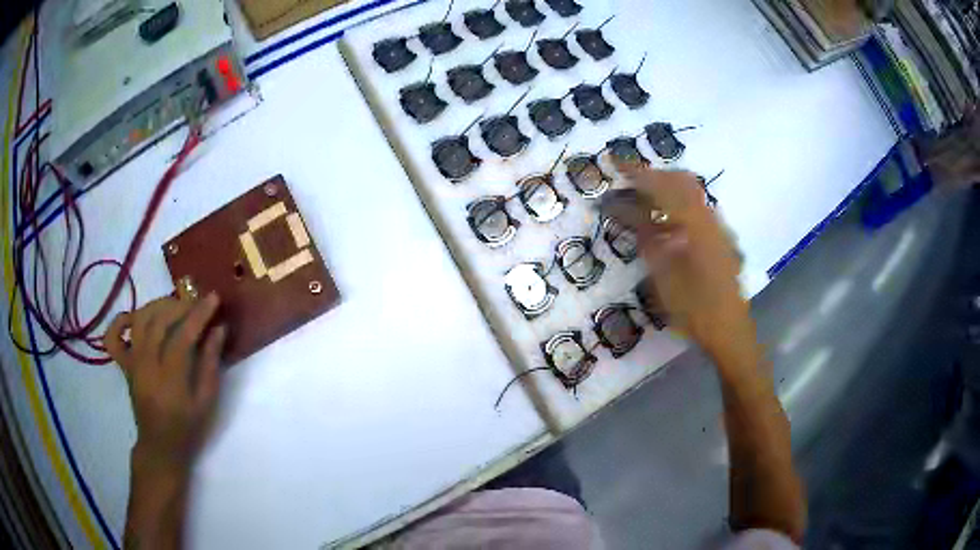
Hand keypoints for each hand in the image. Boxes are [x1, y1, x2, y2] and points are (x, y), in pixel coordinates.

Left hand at [106, 293, 226, 469]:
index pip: (183, 336)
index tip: (214, 298)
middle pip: (158, 322)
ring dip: (157, 306)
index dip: (199, 314)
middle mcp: (146, 365)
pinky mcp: (124, 364)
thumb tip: (219, 329)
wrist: (160, 445)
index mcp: (170, 379)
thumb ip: (211, 364)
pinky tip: (134, 317)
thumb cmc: (187, 427)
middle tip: (196, 301)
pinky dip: (120, 321)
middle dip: (179, 306)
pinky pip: (114, 337)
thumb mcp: (206, 402)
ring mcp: (132, 363)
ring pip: (139, 320)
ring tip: (173, 305)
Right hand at [611, 164, 753, 357]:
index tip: (614, 161)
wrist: (730, 329)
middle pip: (679, 180)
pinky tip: (664, 224)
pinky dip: (676, 205)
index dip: (636, 172)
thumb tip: (625, 210)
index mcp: (694, 223)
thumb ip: (646, 238)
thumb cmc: (695, 308)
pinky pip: (695, 208)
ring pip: (689, 193)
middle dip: (652, 176)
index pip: (661, 185)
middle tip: (627, 184)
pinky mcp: (719, 238)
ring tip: (641, 202)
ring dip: (664, 189)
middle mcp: (708, 217)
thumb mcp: (663, 276)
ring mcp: (716, 227)